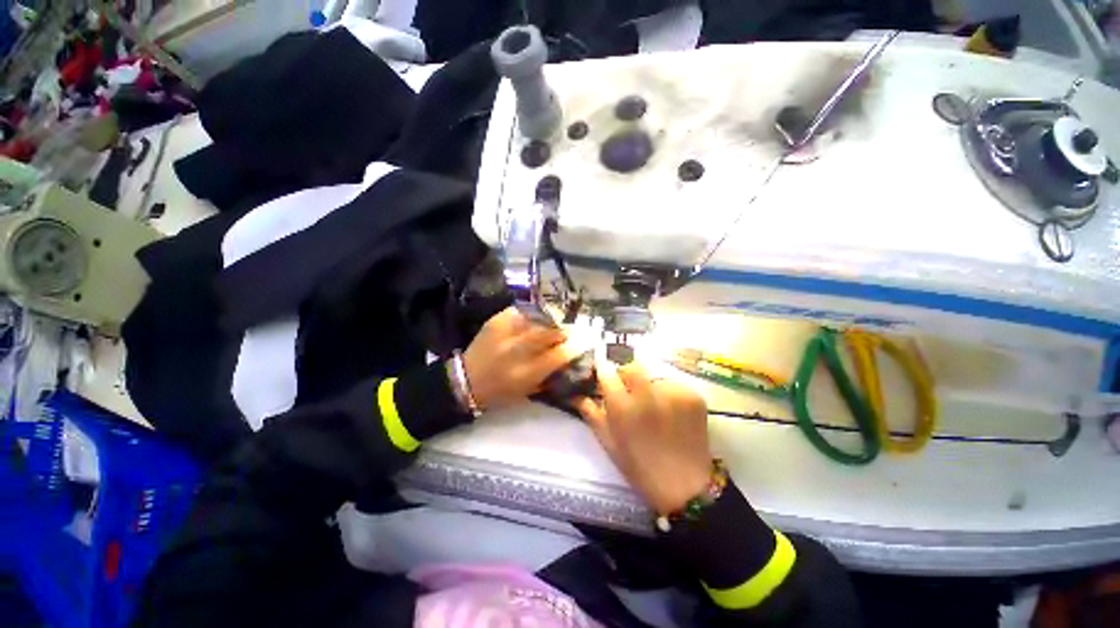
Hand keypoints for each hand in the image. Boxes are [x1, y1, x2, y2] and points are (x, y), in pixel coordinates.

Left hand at [461, 307, 576, 409]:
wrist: (465, 381)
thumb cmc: (499, 392)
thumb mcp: (527, 390)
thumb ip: (549, 374)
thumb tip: (569, 356)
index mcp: (525, 374)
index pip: (559, 355)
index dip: (575, 346)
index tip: (585, 342)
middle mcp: (515, 351)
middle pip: (550, 332)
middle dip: (565, 330)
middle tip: (571, 330)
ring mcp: (504, 333)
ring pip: (537, 319)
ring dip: (551, 320)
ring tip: (555, 322)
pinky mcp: (495, 321)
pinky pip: (521, 311)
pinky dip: (532, 314)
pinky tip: (536, 318)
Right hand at [577, 360, 713, 514]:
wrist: (684, 488)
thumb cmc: (639, 467)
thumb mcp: (608, 442)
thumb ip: (591, 413)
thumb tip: (576, 394)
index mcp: (623, 408)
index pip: (607, 372)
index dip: (603, 371)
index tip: (603, 373)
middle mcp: (648, 395)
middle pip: (632, 366)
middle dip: (627, 373)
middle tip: (628, 389)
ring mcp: (674, 394)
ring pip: (654, 377)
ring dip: (649, 387)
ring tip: (654, 407)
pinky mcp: (693, 397)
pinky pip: (674, 385)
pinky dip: (669, 394)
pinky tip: (671, 413)